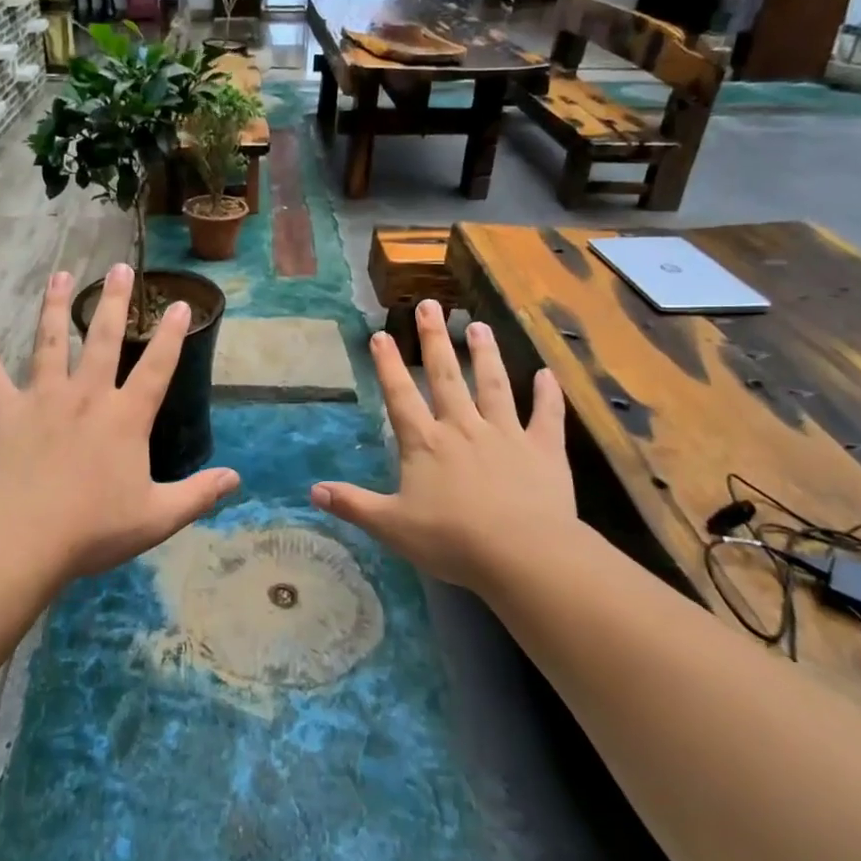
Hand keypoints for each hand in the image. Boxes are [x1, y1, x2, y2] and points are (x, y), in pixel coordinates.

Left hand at [0, 264, 239, 580]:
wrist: (21, 538)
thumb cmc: (92, 529)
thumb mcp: (156, 517)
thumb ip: (197, 495)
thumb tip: (235, 479)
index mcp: (125, 417)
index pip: (156, 367)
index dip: (171, 335)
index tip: (180, 304)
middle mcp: (85, 396)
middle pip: (102, 339)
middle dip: (113, 302)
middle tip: (118, 268)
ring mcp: (41, 398)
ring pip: (48, 341)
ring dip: (54, 306)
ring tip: (60, 275)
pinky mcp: (1, 411)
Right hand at [312, 299, 578, 591]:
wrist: (522, 555)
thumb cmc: (452, 540)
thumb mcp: (392, 526)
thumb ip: (354, 505)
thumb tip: (312, 491)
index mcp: (426, 443)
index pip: (400, 396)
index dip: (388, 365)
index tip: (381, 334)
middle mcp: (463, 428)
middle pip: (446, 376)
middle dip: (435, 340)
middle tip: (430, 305)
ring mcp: (506, 434)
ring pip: (493, 385)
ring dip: (485, 355)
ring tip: (479, 326)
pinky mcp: (543, 449)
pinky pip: (546, 415)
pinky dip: (547, 394)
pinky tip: (546, 374)